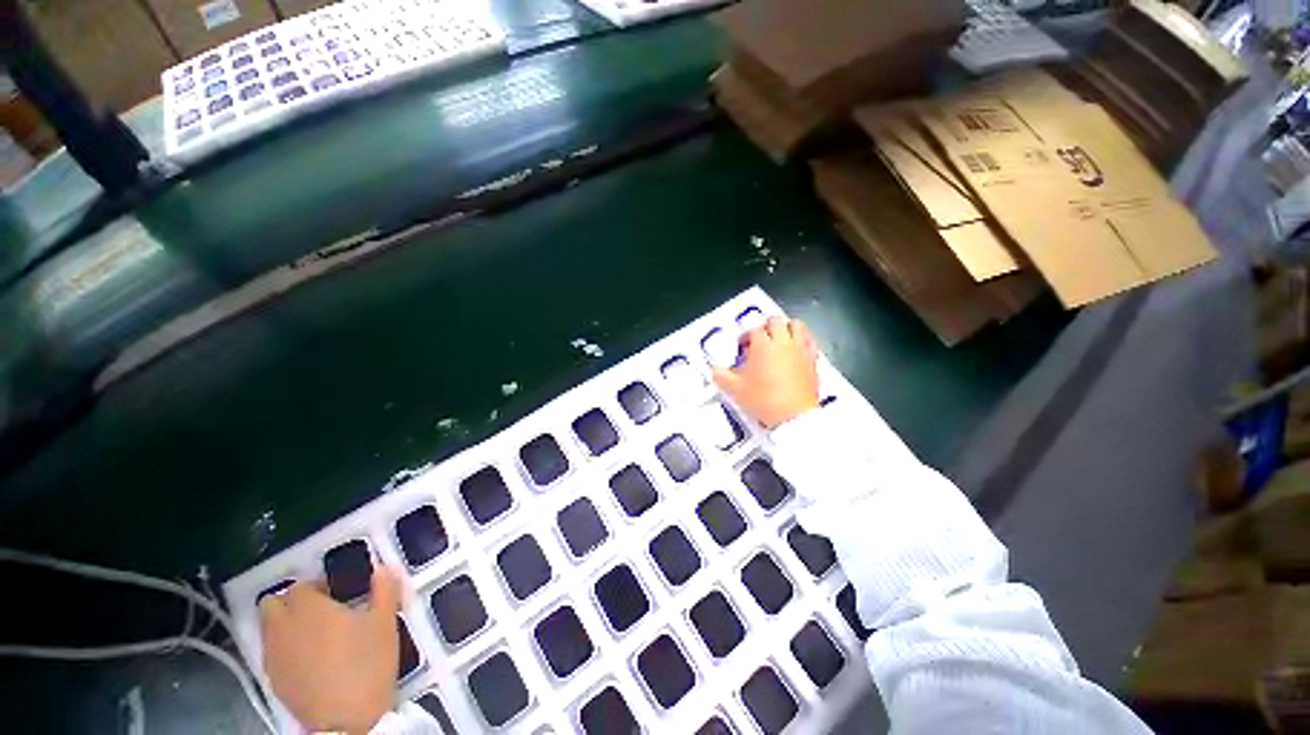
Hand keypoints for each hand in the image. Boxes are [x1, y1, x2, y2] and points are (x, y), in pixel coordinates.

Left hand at [259, 566, 401, 733]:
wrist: (346, 720)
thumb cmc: (367, 663)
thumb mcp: (385, 622)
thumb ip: (384, 590)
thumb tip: (382, 568)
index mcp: (309, 608)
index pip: (301, 585)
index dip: (318, 585)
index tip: (337, 593)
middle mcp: (283, 627)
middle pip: (272, 603)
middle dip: (292, 603)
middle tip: (321, 611)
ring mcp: (274, 656)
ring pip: (269, 629)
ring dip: (287, 625)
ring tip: (316, 636)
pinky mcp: (273, 680)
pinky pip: (273, 653)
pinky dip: (286, 649)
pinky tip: (310, 660)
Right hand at [713, 317, 819, 428]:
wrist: (794, 416)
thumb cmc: (763, 400)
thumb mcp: (735, 389)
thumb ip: (721, 376)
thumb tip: (715, 371)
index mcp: (762, 345)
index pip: (753, 330)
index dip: (745, 337)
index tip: (741, 349)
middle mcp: (782, 342)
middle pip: (775, 321)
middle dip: (765, 327)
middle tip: (759, 339)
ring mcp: (800, 349)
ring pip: (796, 325)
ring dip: (786, 328)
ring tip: (779, 339)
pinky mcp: (813, 359)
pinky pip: (809, 340)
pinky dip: (802, 340)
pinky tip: (795, 350)